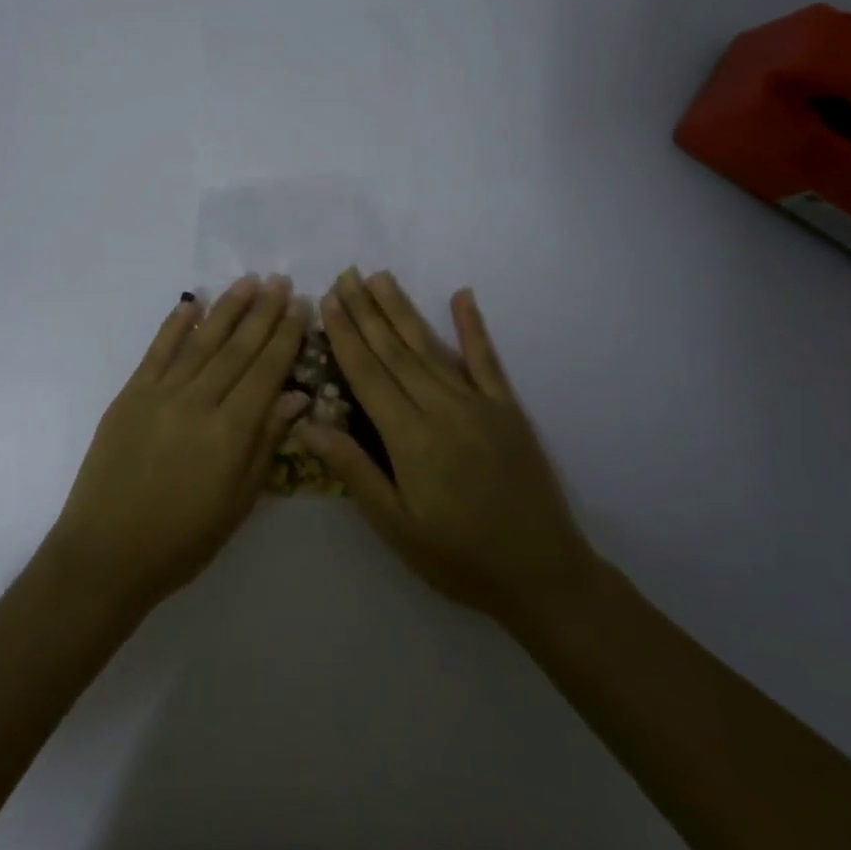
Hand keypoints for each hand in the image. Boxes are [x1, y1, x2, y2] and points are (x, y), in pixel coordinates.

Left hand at [38, 275, 309, 614]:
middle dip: (263, 313)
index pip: (266, 371)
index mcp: (230, 432)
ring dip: (227, 309)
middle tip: (281, 282)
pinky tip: (192, 304)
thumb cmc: (183, 539)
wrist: (106, 552)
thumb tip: (296, 394)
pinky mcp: (130, 395)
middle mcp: (197, 402)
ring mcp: (160, 394)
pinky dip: (175, 325)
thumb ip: (266, 441)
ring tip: (248, 282)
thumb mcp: (239, 500)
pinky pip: (158, 352)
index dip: (286, 337)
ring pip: (201, 341)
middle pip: (237, 348)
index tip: (301, 307)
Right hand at [305, 270, 591, 624]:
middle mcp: (442, 407)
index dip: (344, 335)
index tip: (327, 301)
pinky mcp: (507, 408)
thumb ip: (354, 469)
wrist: (542, 574)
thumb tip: (308, 423)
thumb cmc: (458, 556)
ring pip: (430, 347)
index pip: (367, 374)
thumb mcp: (396, 525)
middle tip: (346, 275)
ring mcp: (479, 403)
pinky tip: (462, 295)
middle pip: (395, 350)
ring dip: (403, 310)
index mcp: (410, 437)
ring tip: (381, 277)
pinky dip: (472, 326)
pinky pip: (486, 359)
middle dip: (366, 311)